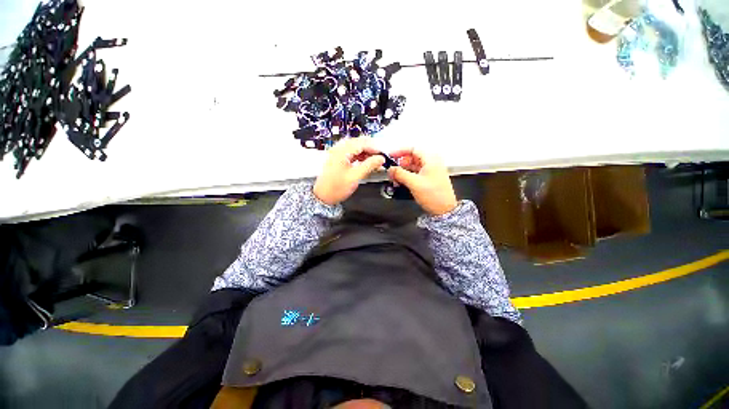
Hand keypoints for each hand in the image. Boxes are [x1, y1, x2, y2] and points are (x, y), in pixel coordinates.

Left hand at [313, 138, 385, 205]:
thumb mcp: (355, 177)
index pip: (362, 142)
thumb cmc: (336, 188)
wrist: (322, 197)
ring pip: (355, 147)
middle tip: (380, 157)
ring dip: (366, 153)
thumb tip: (380, 158)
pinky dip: (360, 156)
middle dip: (371, 149)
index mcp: (342, 151)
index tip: (383, 154)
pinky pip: (351, 153)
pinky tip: (365, 162)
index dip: (375, 147)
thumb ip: (369, 165)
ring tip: (374, 161)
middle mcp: (338, 148)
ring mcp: (337, 153)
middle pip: (359, 143)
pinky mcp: (337, 158)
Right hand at [387, 148, 456, 215]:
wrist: (444, 210)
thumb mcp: (414, 183)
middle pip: (411, 158)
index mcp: (431, 159)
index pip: (413, 149)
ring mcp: (430, 171)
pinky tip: (400, 181)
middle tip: (391, 170)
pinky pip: (415, 173)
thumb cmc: (435, 196)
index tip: (390, 156)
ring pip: (412, 166)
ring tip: (394, 178)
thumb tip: (390, 169)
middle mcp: (431, 163)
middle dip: (400, 163)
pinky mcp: (428, 179)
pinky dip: (406, 176)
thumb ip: (400, 174)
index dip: (400, 151)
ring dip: (402, 171)